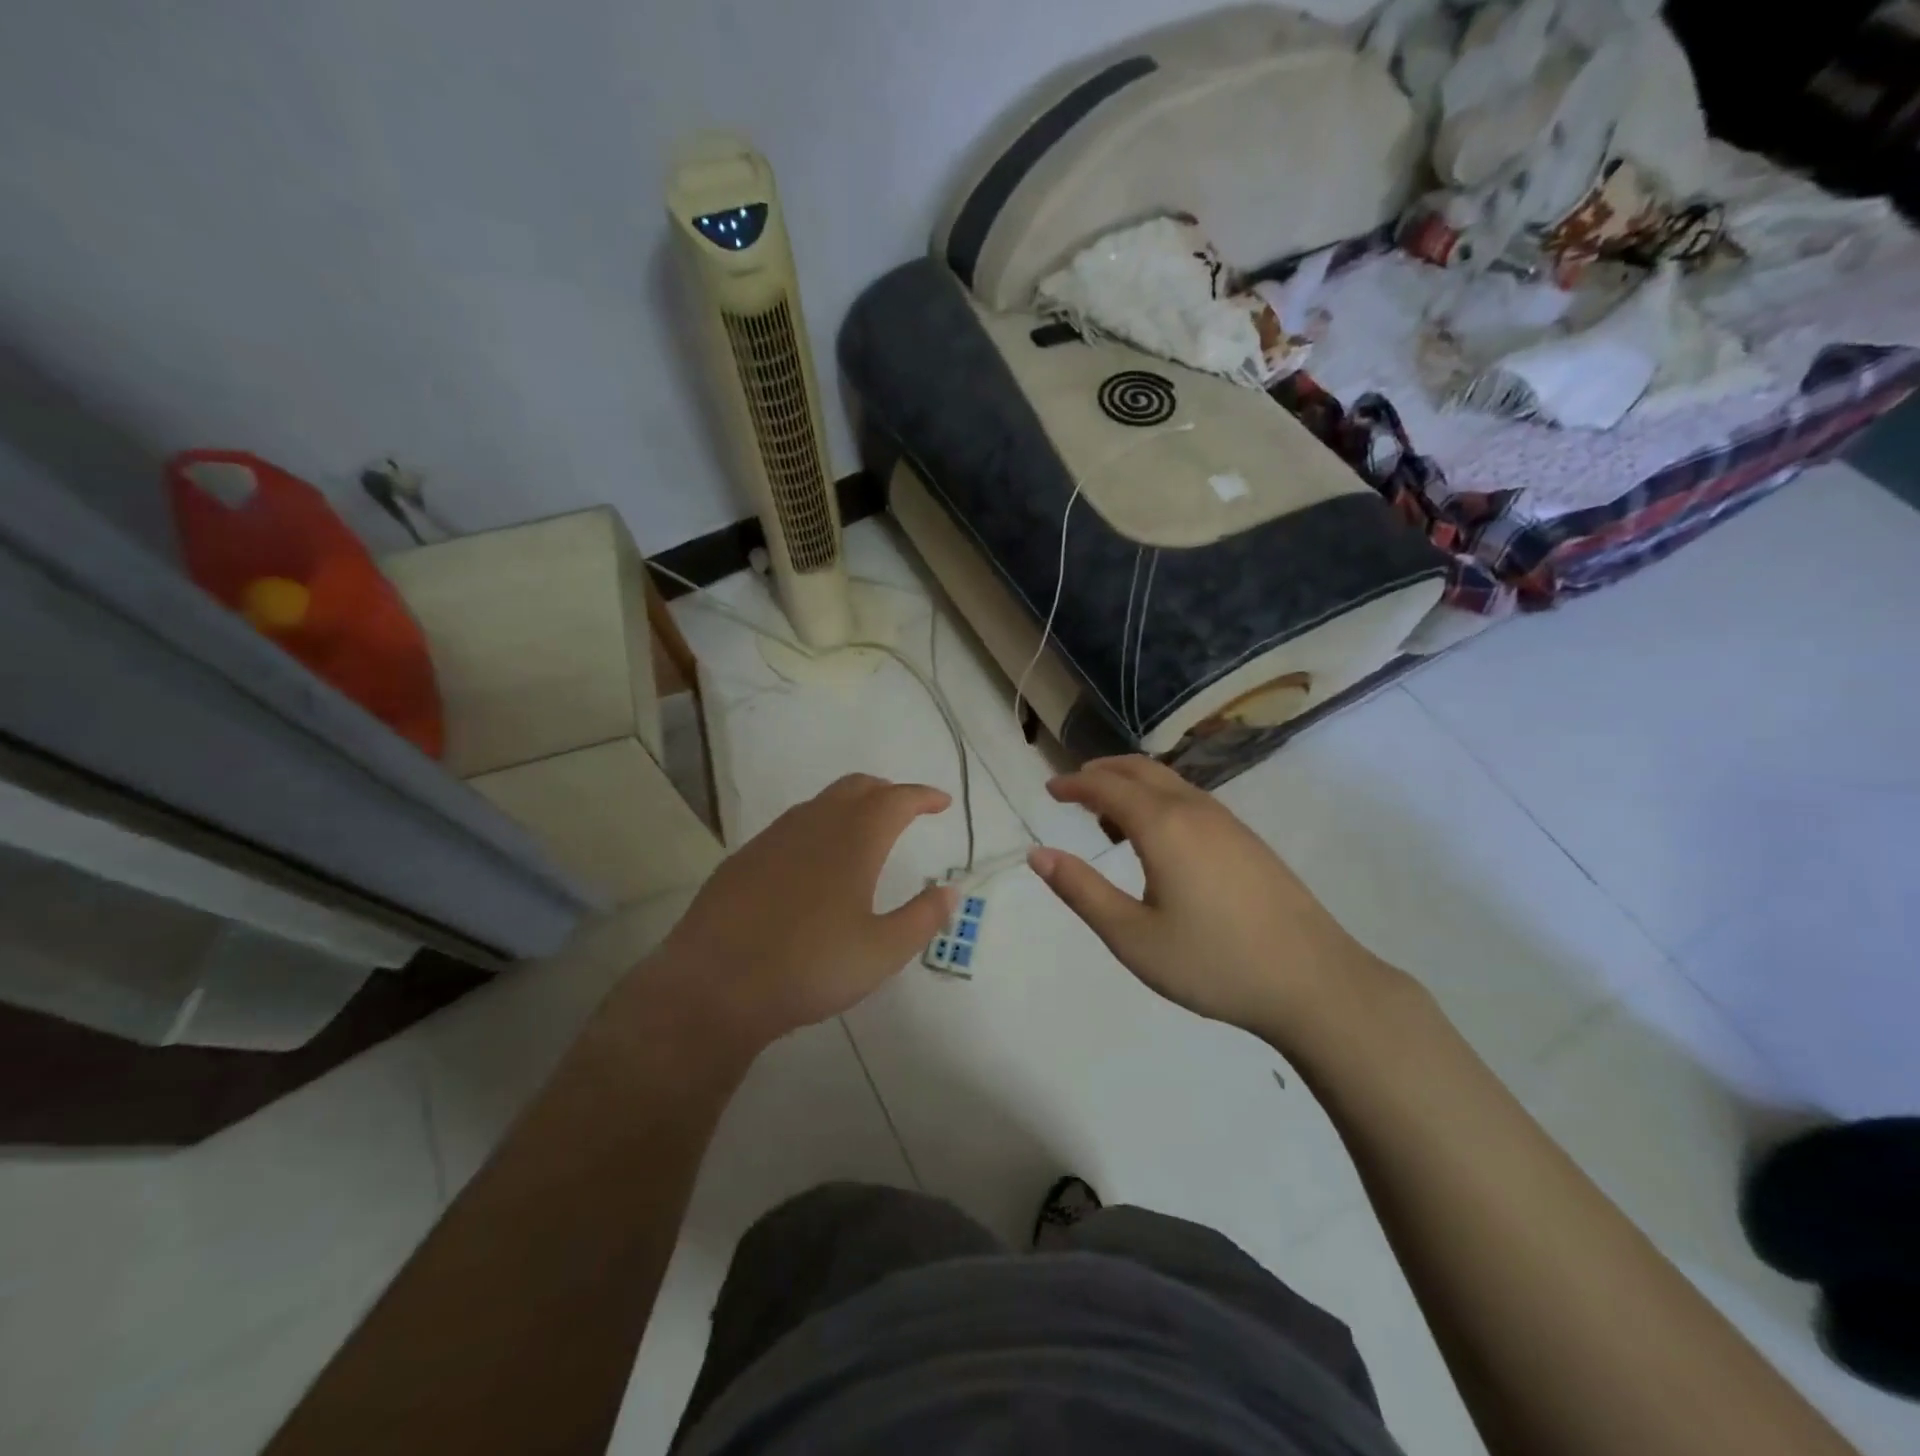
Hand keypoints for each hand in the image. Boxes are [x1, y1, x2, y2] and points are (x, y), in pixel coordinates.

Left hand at [634, 774, 955, 1056]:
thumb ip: (923, 918)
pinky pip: (792, 826)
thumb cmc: (810, 967)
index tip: (942, 803)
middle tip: (906, 809)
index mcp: (854, 840)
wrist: (714, 986)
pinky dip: (818, 826)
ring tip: (864, 832)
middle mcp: (814, 825)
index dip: (923, 796)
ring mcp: (774, 838)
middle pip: (857, 787)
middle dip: (887, 791)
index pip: (897, 799)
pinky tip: (814, 862)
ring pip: (821, 803)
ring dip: (850, 805)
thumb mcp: (882, 952)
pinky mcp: (744, 858)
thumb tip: (951, 890)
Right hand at [1028, 757, 1382, 1046]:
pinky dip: (1160, 800)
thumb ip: (1082, 891)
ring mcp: (1228, 823)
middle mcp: (1195, 810)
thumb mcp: (1132, 936)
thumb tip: (1039, 855)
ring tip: (1108, 817)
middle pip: (1141, 770)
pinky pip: (1192, 800)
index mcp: (1163, 826)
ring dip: (1133, 785)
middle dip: (1102, 773)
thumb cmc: (1213, 962)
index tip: (1049, 788)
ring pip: (1170, 783)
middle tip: (1073, 789)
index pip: (1107, 786)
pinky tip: (1159, 839)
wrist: (1314, 982)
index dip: (1074, 783)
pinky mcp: (1249, 841)